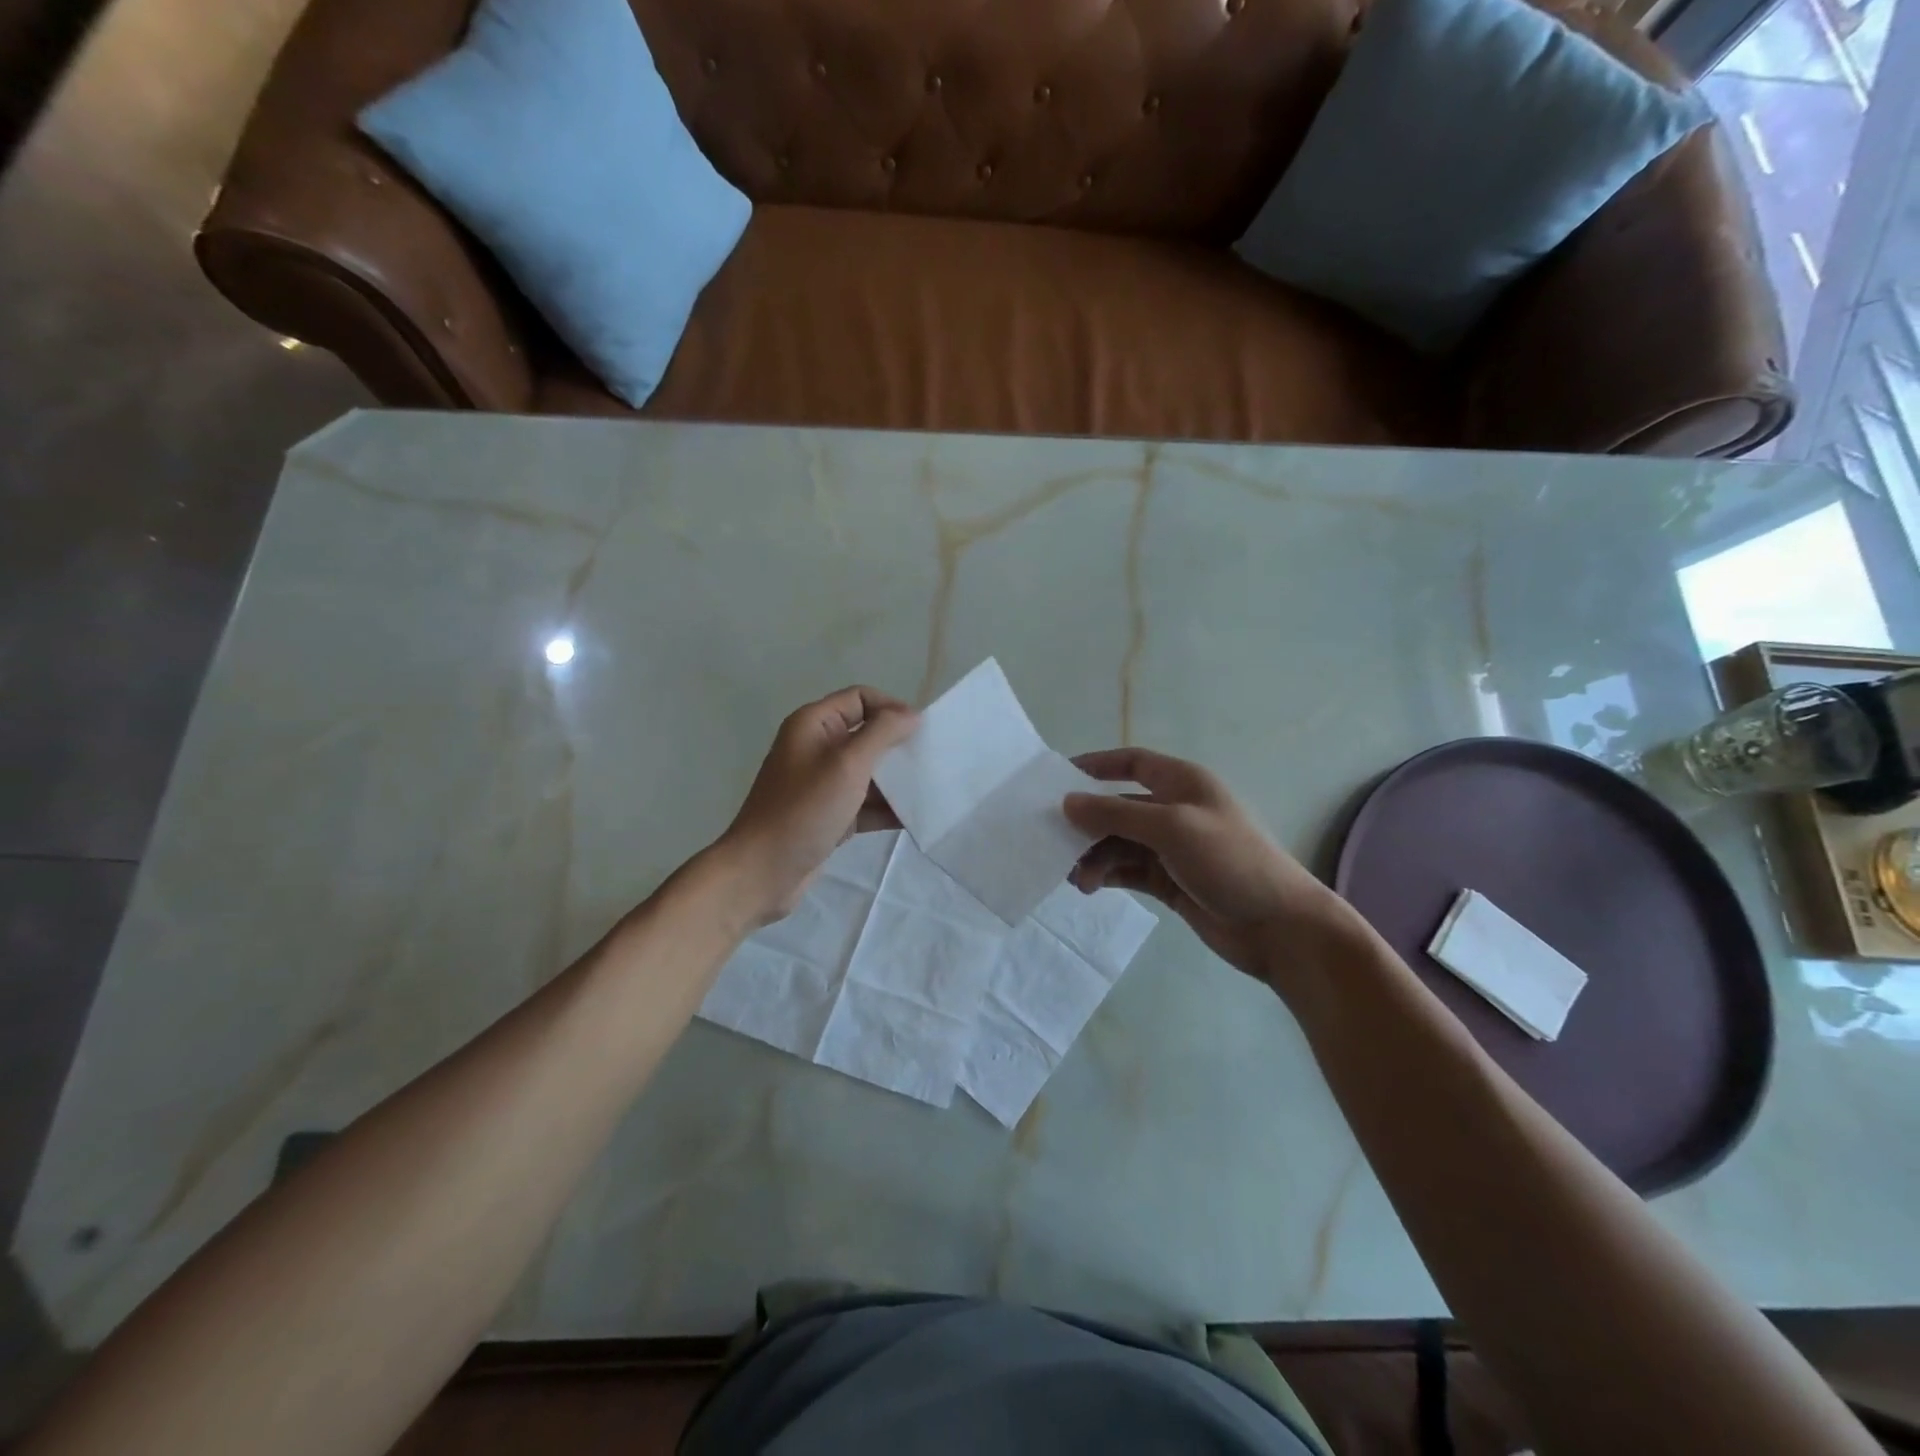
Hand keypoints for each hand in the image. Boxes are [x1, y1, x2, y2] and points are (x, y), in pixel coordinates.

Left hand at [716, 686, 919, 923]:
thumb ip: (882, 733)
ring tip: (931, 790)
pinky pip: (865, 803)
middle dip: (899, 746)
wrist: (762, 872)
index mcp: (814, 725)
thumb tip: (912, 715)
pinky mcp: (830, 815)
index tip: (922, 731)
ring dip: (897, 780)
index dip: (891, 708)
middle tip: (932, 760)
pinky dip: (886, 808)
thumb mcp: (847, 764)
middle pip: (867, 734)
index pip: (860, 698)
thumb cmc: (804, 810)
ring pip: (869, 772)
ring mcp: (823, 784)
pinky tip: (914, 817)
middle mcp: (817, 748)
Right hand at [1063, 747, 1363, 986]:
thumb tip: (1067, 802)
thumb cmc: (1230, 861)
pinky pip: (1128, 870)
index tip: (1059, 778)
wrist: (1279, 927)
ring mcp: (1173, 849)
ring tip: (1078, 878)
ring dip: (1095, 855)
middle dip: (1088, 822)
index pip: (1133, 762)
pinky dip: (1108, 874)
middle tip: (1055, 841)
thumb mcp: (1171, 828)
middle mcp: (1176, 811)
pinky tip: (1091, 886)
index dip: (1097, 765)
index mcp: (1183, 783)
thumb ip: (1115, 814)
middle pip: (1119, 807)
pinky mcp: (1171, 882)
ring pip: (1120, 843)